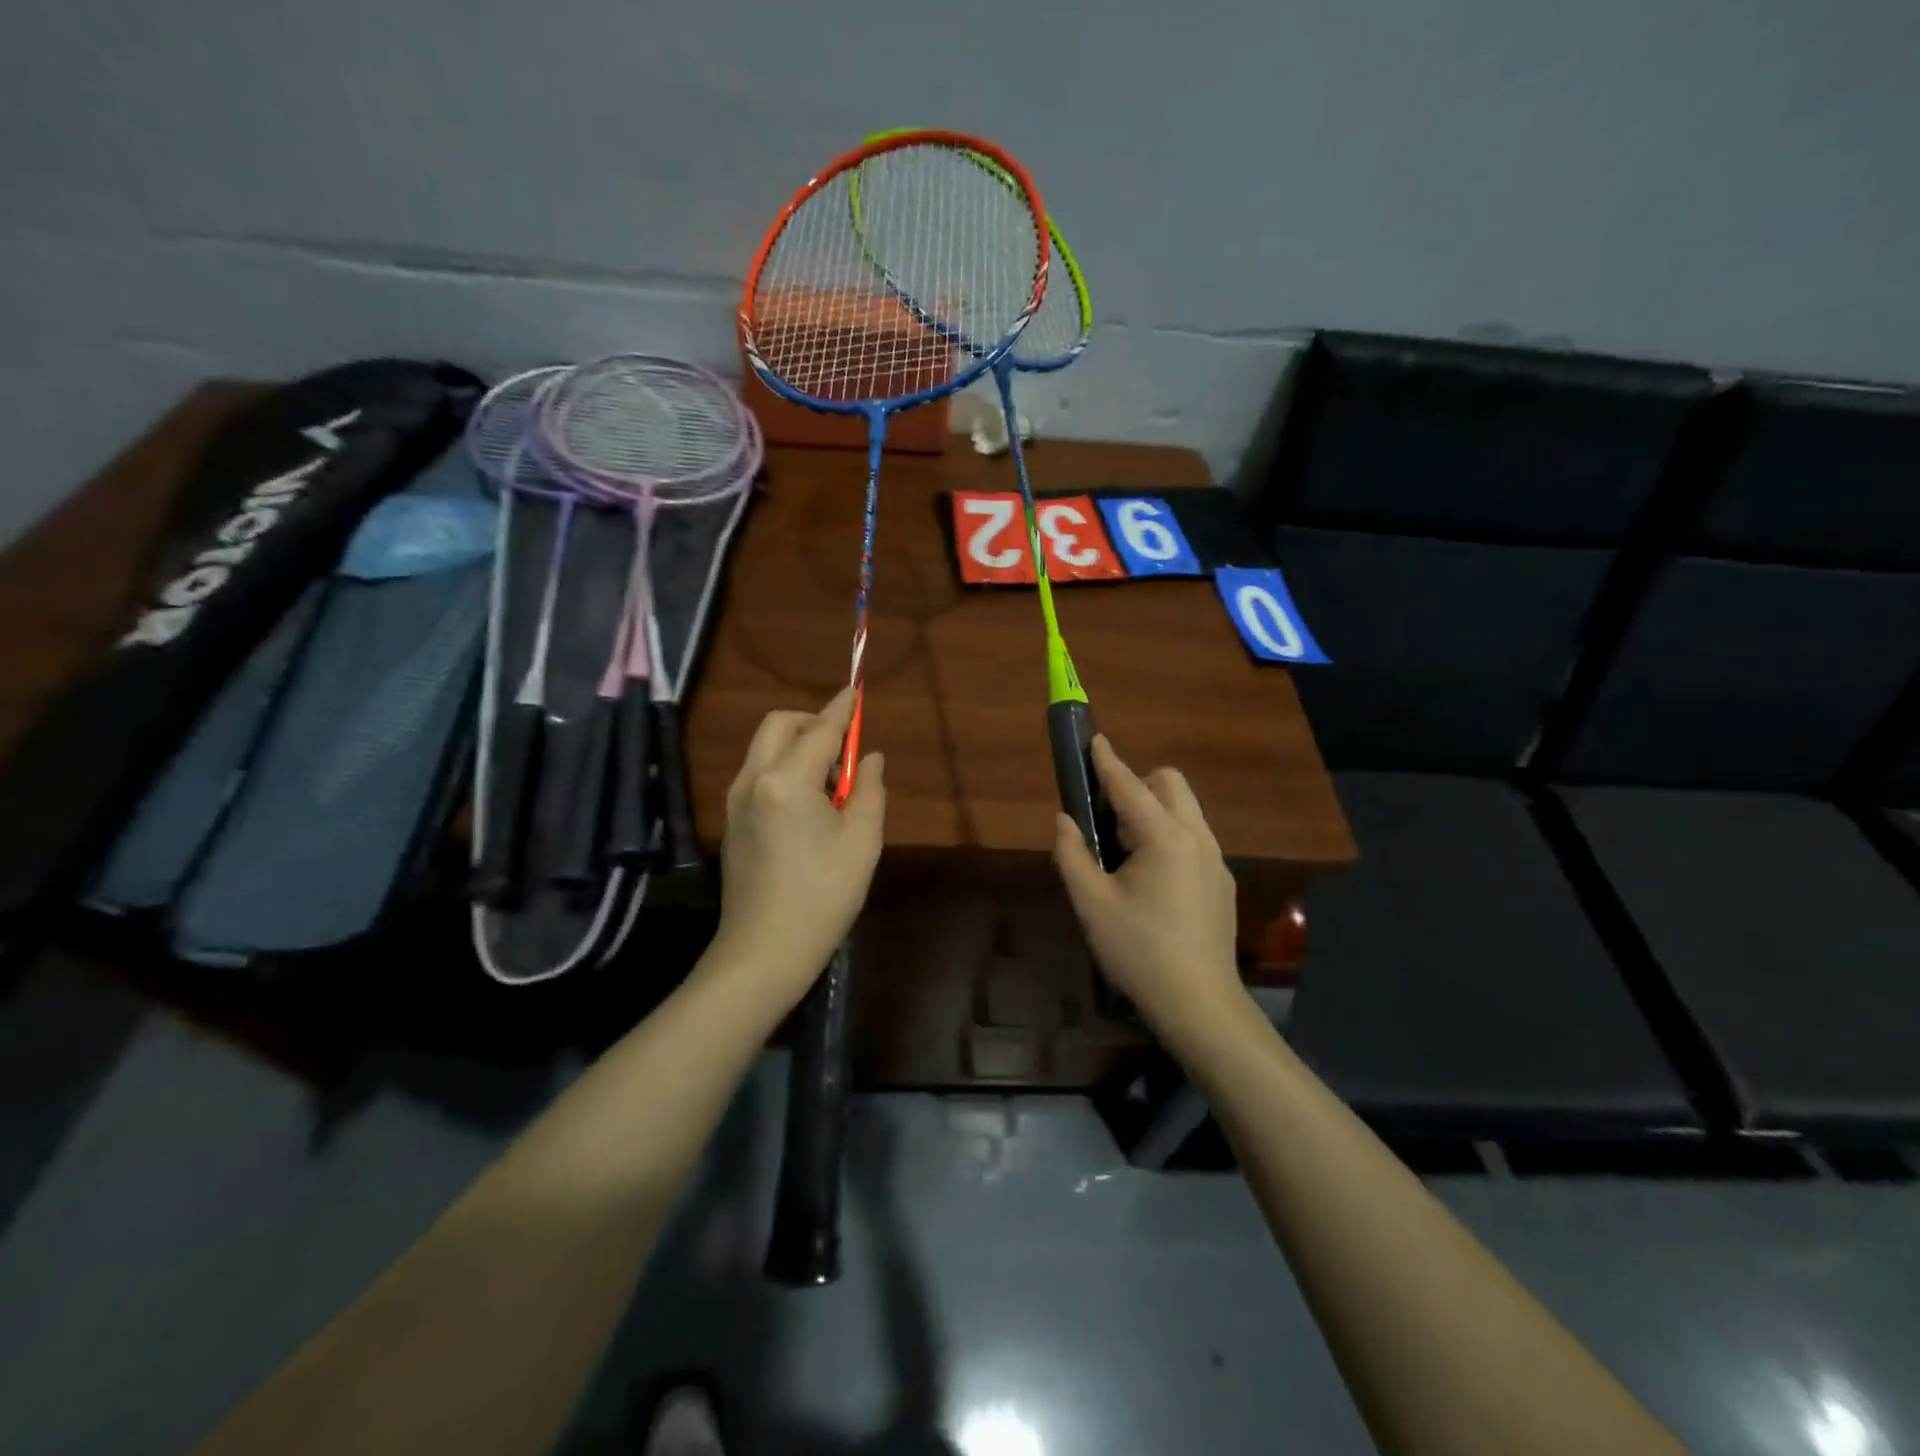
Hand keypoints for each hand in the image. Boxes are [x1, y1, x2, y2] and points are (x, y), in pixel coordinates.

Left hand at [712, 686, 885, 1006]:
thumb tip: (868, 758)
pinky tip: (807, 806)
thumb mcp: (862, 841)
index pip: (820, 730)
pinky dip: (783, 769)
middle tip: (843, 749)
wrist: (763, 952)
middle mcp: (753, 780)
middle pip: (779, 726)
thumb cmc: (823, 896)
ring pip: (764, 749)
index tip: (856, 689)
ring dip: (797, 747)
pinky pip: (758, 774)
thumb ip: (869, 789)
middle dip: (812, 723)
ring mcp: (735, 802)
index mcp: (786, 780)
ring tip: (830, 784)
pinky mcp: (731, 822)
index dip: (842, 709)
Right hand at [1053, 736, 1244, 1038]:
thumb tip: (1064, 820)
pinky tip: (1152, 879)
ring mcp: (1215, 859)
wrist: (1199, 1003)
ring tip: (1126, 851)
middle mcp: (1196, 838)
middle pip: (1170, 783)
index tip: (1093, 739)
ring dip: (1154, 810)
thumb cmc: (1138, 951)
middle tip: (1108, 817)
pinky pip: (1194, 836)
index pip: (1129, 786)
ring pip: (1185, 810)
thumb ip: (1072, 854)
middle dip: (1138, 783)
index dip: (1107, 761)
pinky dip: (1170, 835)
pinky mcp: (1222, 881)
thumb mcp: (1091, 904)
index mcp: (1164, 838)